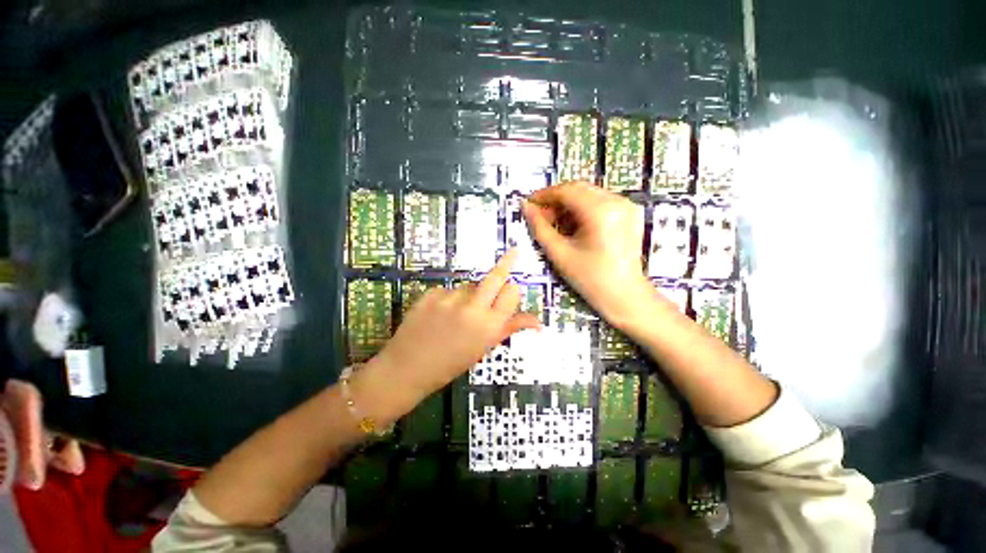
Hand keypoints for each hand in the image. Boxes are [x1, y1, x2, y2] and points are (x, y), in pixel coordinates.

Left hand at [368, 249, 540, 404]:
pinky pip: (448, 290)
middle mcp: (473, 308)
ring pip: (469, 286)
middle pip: (495, 276)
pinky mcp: (431, 294)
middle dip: (507, 262)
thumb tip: (538, 323)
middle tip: (513, 251)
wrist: (407, 369)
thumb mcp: (483, 348)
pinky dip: (448, 298)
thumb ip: (509, 328)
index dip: (512, 291)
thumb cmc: (450, 364)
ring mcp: (450, 299)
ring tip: (455, 314)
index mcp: (489, 326)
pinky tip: (438, 314)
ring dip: (469, 295)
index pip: (512, 293)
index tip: (510, 289)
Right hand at [523, 182, 652, 326]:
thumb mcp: (559, 253)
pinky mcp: (630, 212)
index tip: (528, 205)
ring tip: (556, 225)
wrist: (624, 296)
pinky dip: (582, 209)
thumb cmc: (590, 279)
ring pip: (588, 194)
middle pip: (578, 189)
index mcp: (600, 211)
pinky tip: (574, 226)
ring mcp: (627, 205)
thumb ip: (539, 227)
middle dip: (555, 200)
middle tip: (541, 217)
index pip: (566, 191)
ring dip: (568, 205)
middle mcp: (617, 201)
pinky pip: (600, 201)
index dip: (544, 195)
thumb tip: (525, 207)